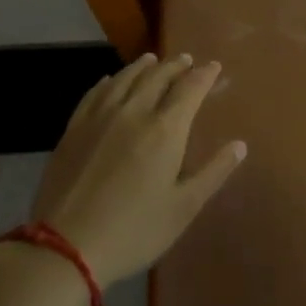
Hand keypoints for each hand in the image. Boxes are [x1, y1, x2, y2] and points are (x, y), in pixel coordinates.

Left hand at [27, 53, 245, 286]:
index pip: (190, 89)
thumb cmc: (134, 230)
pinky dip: (109, 81)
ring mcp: (100, 117)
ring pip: (125, 78)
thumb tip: (240, 145)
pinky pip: (95, 93)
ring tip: (153, 59)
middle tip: (187, 59)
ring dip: (143, 66)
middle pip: (158, 77)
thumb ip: (213, 172)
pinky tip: (111, 80)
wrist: (65, 246)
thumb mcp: (183, 208)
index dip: (204, 75)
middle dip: (176, 65)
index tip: (214, 66)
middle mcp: (134, 112)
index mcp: (165, 129)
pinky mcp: (74, 128)